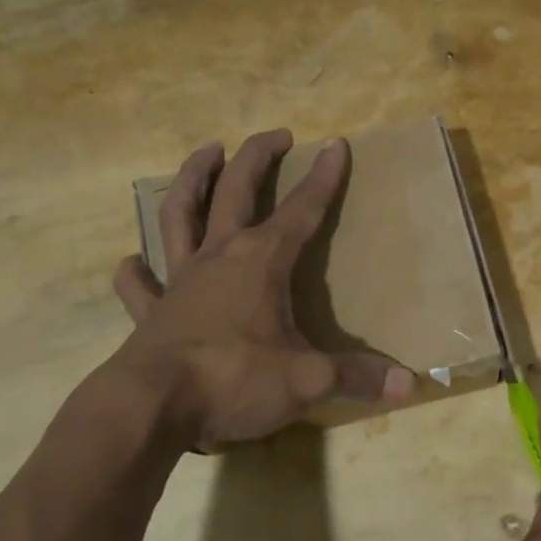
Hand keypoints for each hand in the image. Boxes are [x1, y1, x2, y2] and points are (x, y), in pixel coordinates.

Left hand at [101, 129, 413, 448]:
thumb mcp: (307, 380)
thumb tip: (407, 384)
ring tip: (206, 152)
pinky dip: (137, 271)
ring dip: (192, 179)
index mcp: (261, 262)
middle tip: (276, 134)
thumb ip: (356, 376)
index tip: (336, 145)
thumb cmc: (235, 380)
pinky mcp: (150, 311)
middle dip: (258, 157)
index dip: (323, 178)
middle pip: (236, 190)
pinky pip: (140, 284)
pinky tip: (133, 261)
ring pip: (180, 214)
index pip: (301, 209)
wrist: (153, 406)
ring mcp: (179, 280)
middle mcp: (219, 257)